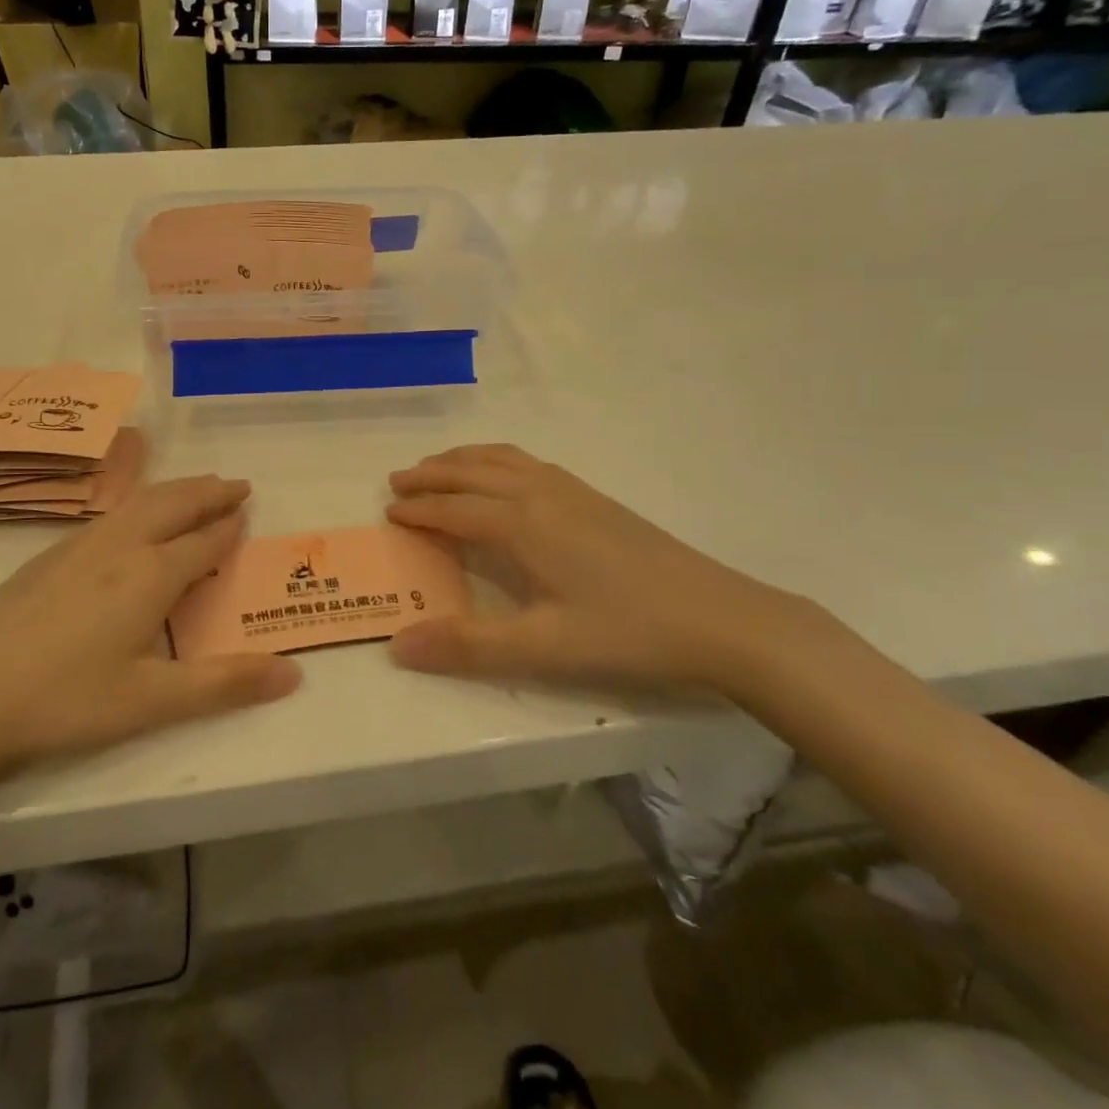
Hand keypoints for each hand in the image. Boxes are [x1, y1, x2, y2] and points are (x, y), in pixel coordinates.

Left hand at [0, 477, 300, 806]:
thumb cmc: (65, 702)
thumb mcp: (152, 701)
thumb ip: (225, 685)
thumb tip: (294, 674)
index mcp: (151, 575)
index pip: (204, 540)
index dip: (229, 526)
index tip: (249, 510)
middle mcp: (120, 547)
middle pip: (174, 505)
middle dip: (209, 492)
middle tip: (236, 485)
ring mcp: (79, 546)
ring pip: (140, 502)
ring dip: (176, 490)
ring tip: (196, 488)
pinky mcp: (48, 555)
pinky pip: (111, 513)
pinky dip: (141, 502)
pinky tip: (131, 517)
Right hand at [386, 445, 817, 695]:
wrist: (721, 618)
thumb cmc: (628, 632)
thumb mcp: (543, 649)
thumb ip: (468, 646)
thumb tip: (398, 645)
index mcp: (523, 524)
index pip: (455, 508)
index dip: (419, 509)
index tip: (388, 511)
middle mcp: (542, 494)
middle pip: (474, 471)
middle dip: (432, 474)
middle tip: (398, 480)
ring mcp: (573, 491)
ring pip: (504, 460)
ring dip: (464, 460)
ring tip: (439, 467)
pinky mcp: (596, 499)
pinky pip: (529, 464)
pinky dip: (498, 461)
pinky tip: (505, 479)